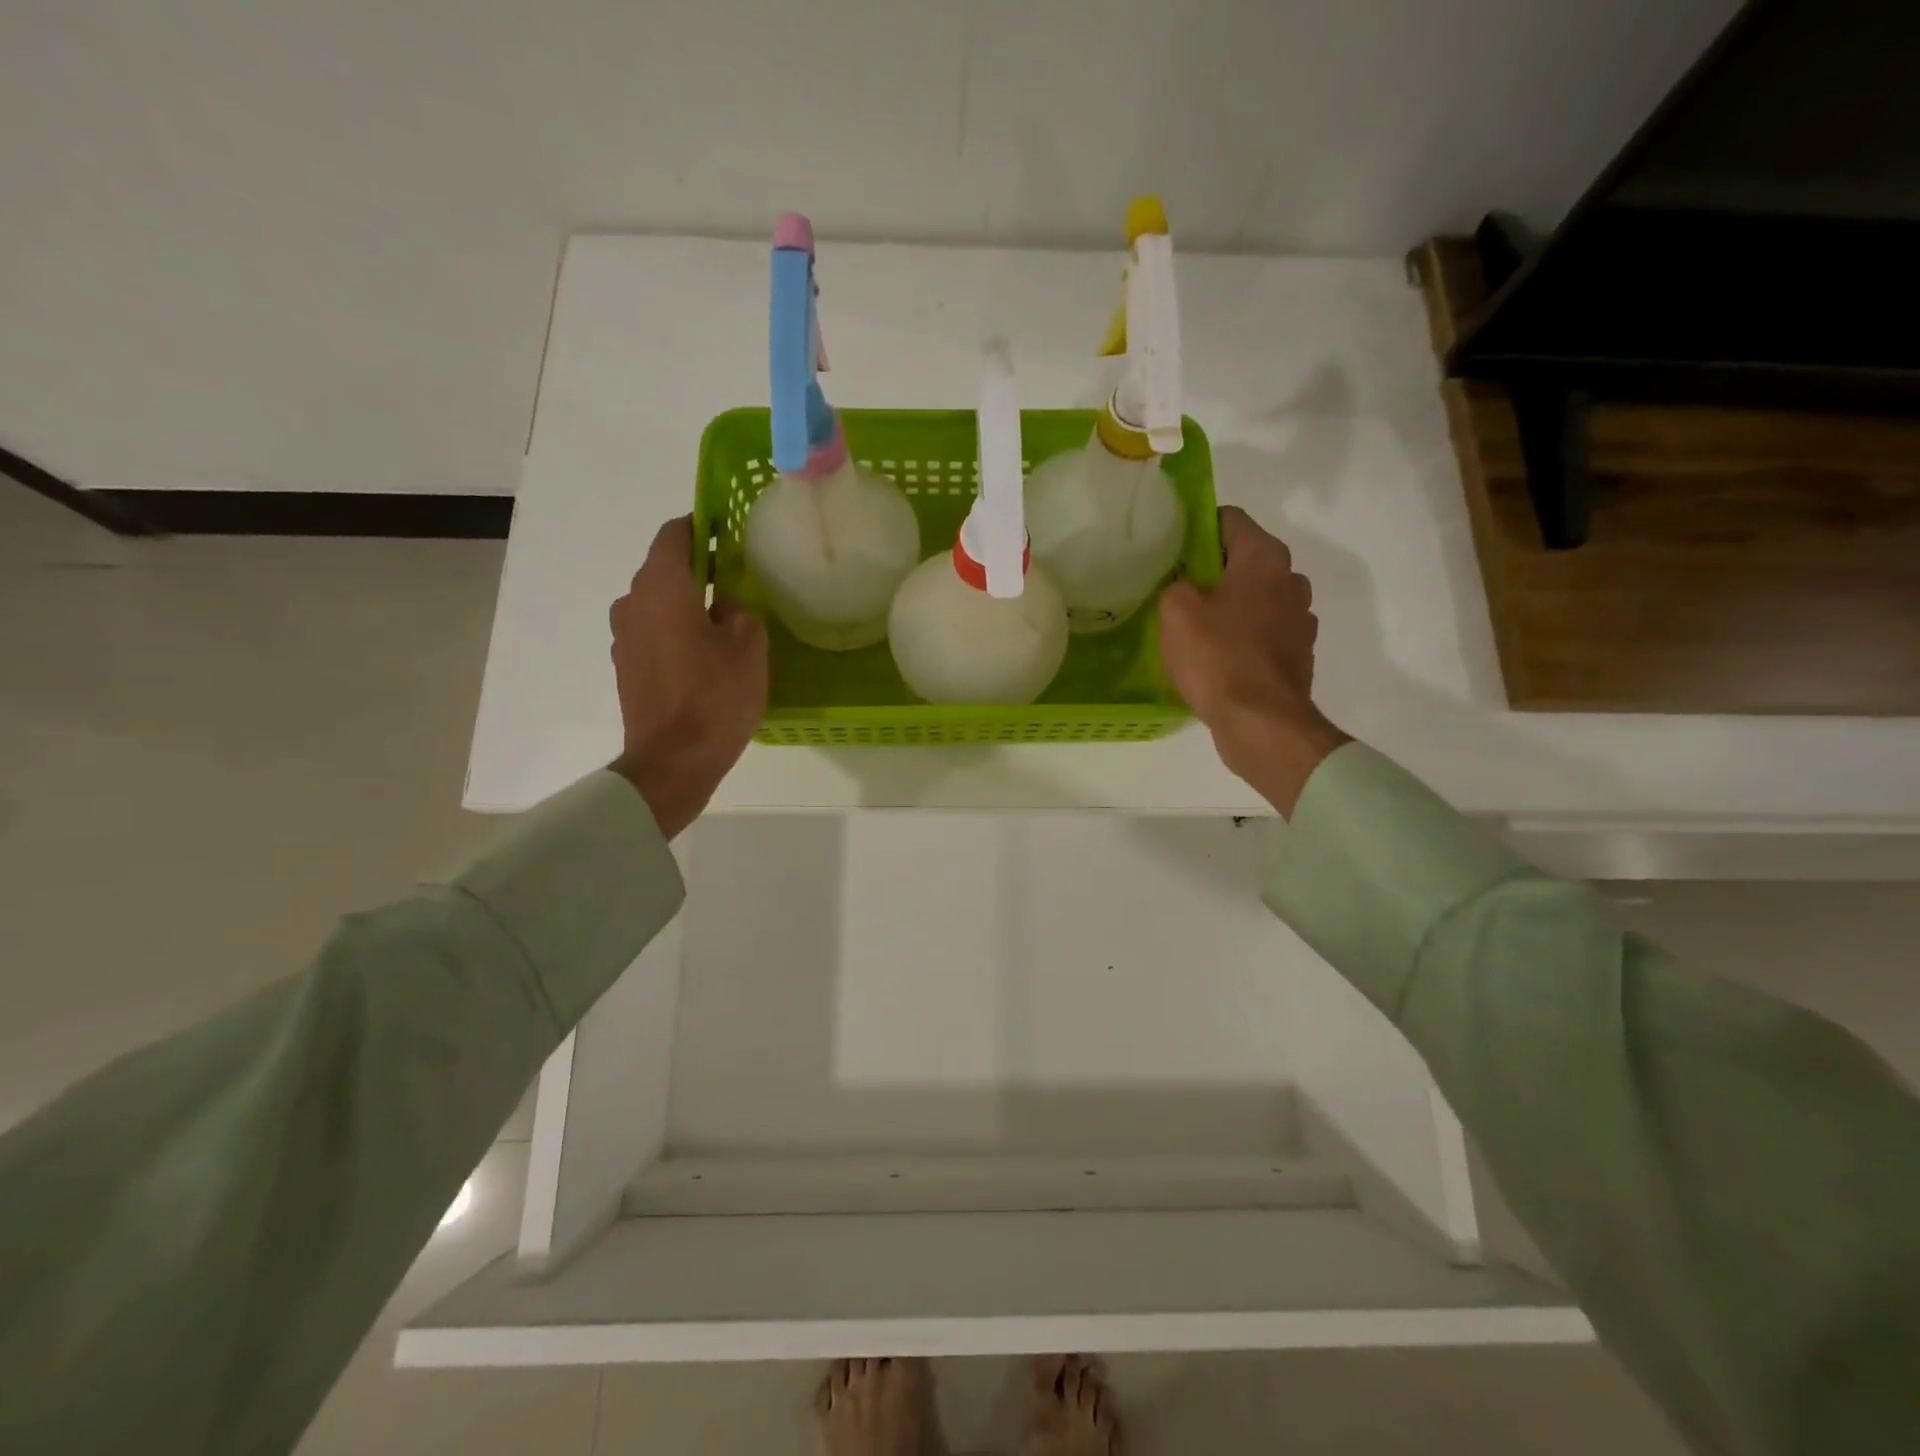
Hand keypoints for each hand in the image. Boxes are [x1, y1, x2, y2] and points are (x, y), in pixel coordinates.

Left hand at [608, 517, 767, 836]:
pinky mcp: (624, 667)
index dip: (701, 526)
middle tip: (735, 580)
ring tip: (721, 622)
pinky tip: (703, 655)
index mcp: (662, 587)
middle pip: (663, 569)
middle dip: (697, 568)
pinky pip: (651, 632)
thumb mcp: (749, 647)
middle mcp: (632, 602)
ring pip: (656, 603)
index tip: (727, 531)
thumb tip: (723, 605)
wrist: (673, 761)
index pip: (675, 535)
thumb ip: (739, 611)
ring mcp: (623, 637)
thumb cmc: (716, 697)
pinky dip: (674, 631)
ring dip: (684, 603)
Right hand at [1159, 506, 1349, 816]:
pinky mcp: (1297, 655)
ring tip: (1194, 629)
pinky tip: (1216, 658)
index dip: (1196, 527)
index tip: (1170, 549)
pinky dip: (1241, 637)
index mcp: (1265, 558)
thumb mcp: (1175, 611)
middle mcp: (1291, 581)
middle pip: (1244, 560)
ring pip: (1254, 599)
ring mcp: (1299, 620)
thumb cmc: (1218, 656)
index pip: (1229, 519)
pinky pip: (1262, 633)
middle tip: (1175, 591)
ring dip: (1228, 606)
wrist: (1261, 722)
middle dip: (1211, 571)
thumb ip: (1175, 585)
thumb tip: (1185, 588)